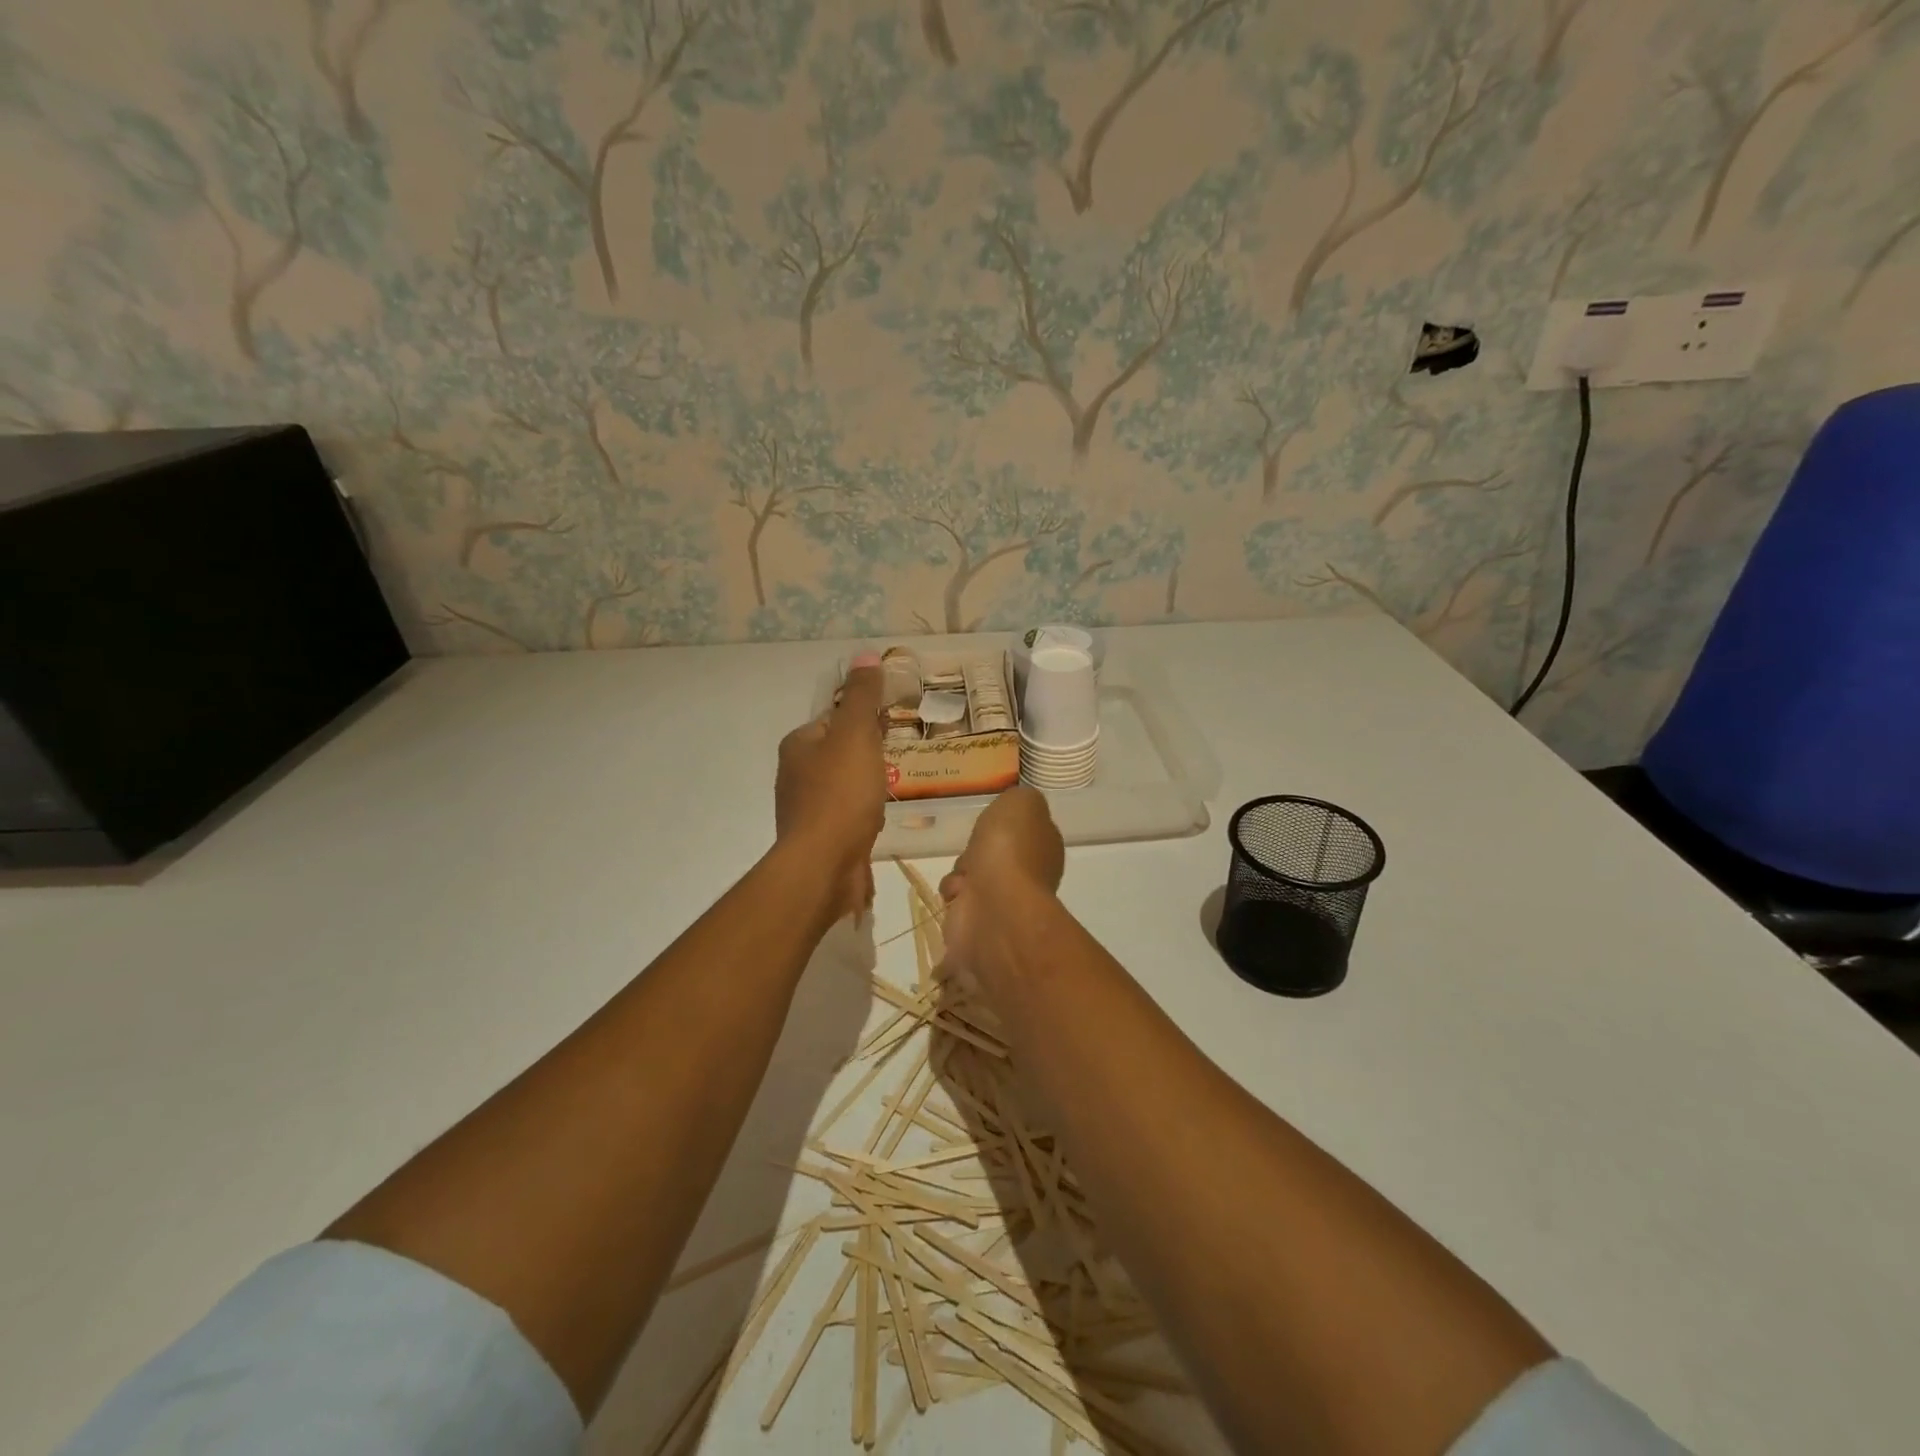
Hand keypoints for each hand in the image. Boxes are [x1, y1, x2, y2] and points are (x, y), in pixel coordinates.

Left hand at [776, 655, 886, 919]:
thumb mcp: (856, 735)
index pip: (834, 719)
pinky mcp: (820, 840)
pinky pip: (848, 815)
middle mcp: (795, 775)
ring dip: (867, 784)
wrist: (824, 866)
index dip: (865, 718)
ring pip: (844, 785)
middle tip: (901, 755)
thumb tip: (866, 655)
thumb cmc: (840, 795)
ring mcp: (806, 810)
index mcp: (798, 745)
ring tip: (896, 786)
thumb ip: (862, 696)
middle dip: (868, 752)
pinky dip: (865, 813)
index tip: (893, 725)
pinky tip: (881, 818)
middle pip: (839, 752)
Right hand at [939, 786, 1064, 976]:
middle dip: (975, 851)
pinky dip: (953, 895)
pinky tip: (957, 895)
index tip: (991, 824)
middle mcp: (1030, 875)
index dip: (1002, 826)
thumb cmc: (1010, 849)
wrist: (995, 906)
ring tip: (963, 877)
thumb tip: (1016, 808)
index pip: (1022, 832)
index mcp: (1044, 846)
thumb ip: (1021, 799)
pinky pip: (959, 902)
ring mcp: (1006, 903)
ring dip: (961, 874)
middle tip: (974, 851)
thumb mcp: (1022, 802)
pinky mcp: (981, 923)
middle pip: (993, 855)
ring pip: (973, 878)